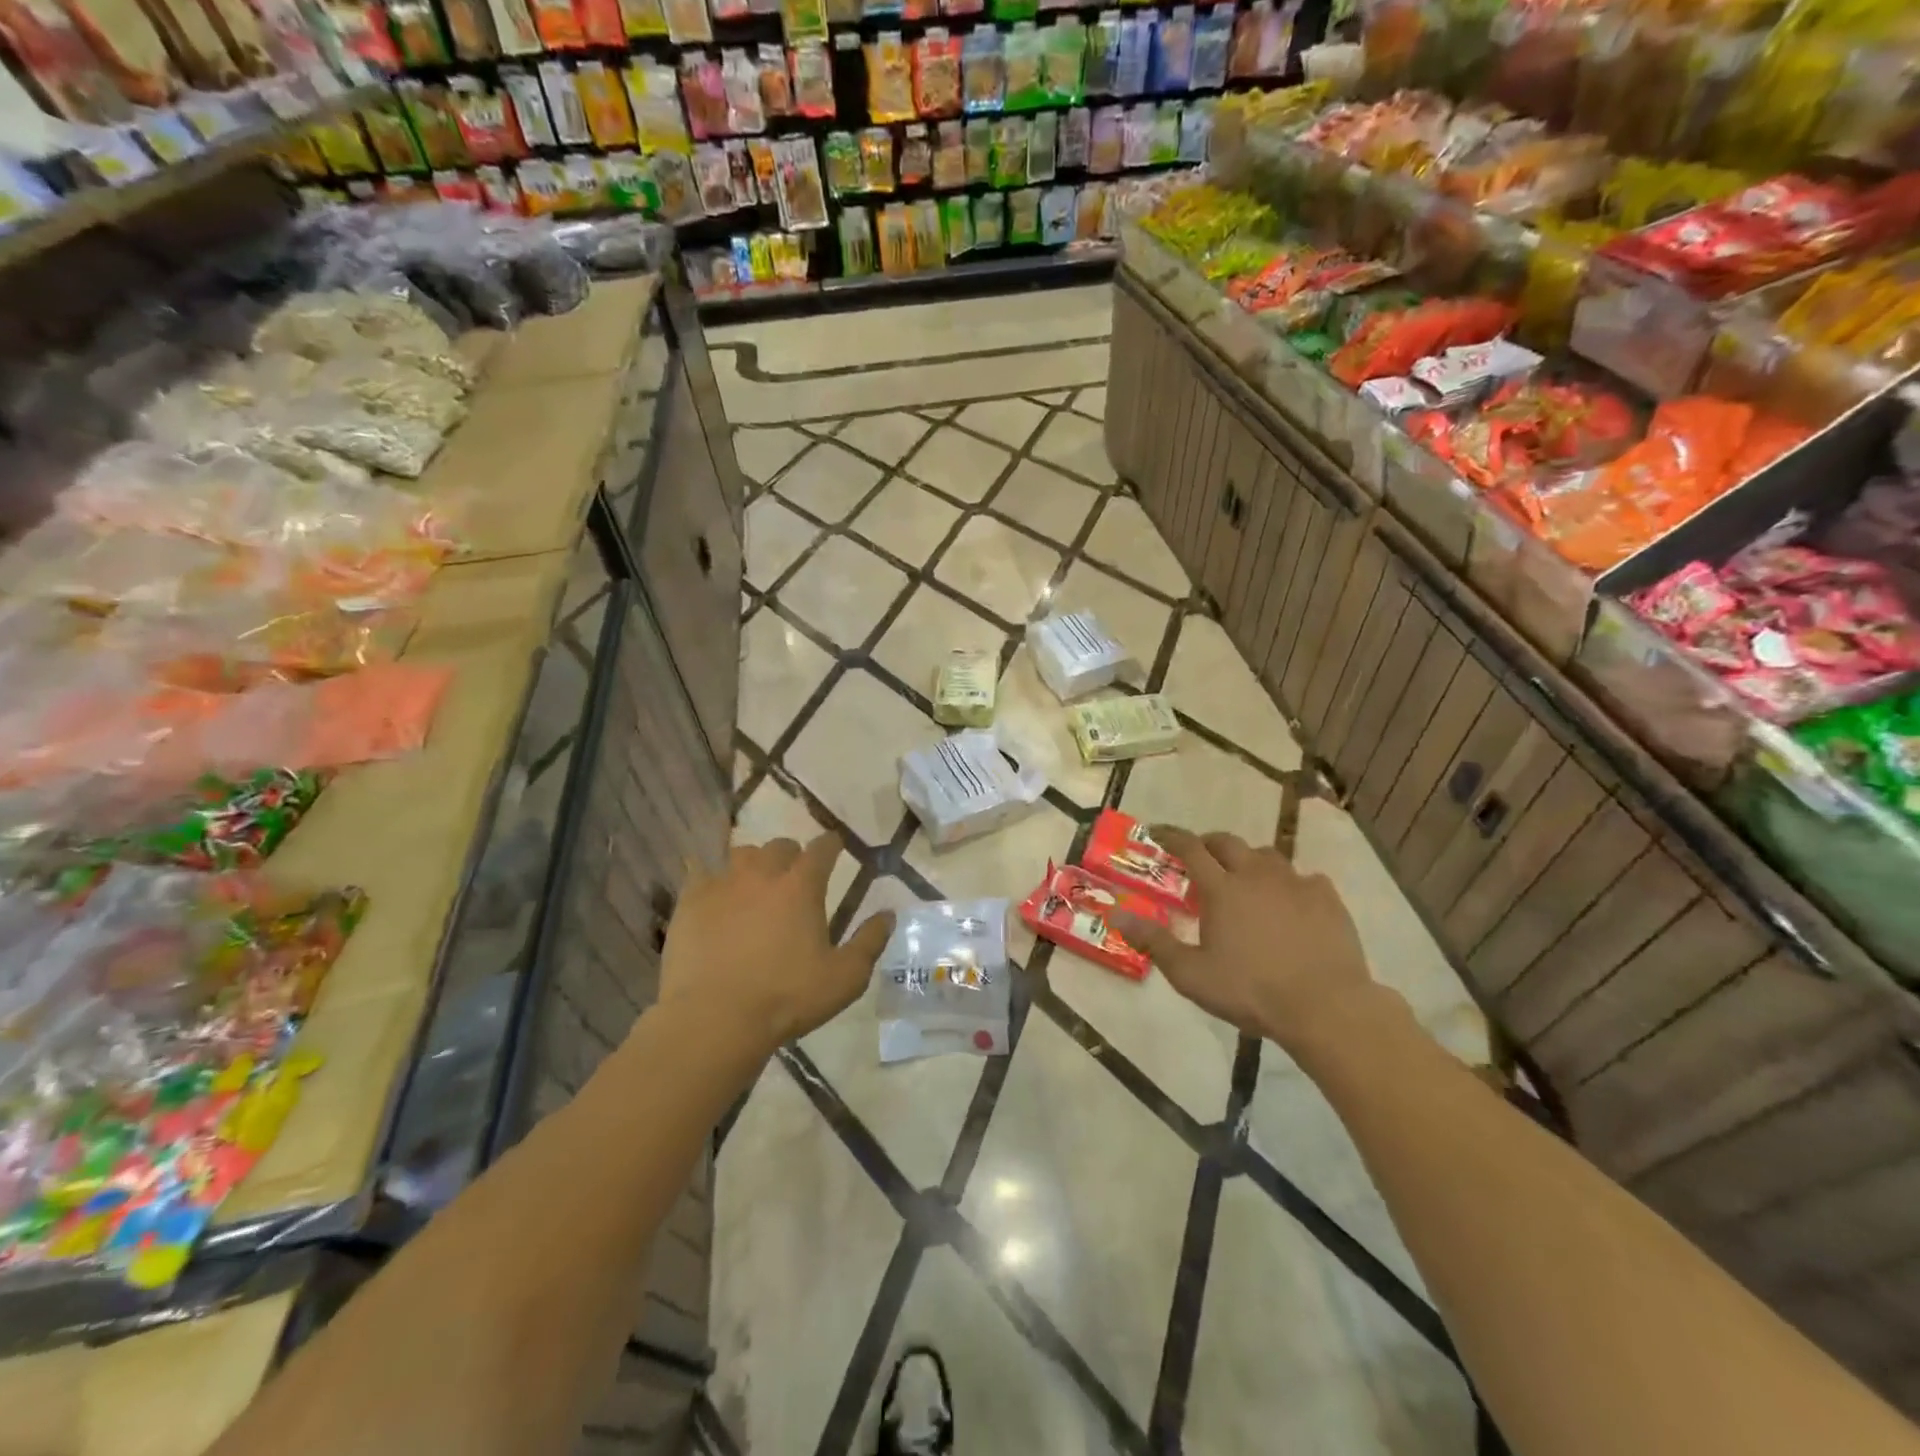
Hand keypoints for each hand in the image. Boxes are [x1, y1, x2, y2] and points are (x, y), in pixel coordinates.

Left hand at [658, 834, 894, 1053]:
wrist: (715, 1018)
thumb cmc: (787, 997)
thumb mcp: (845, 978)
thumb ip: (870, 942)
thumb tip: (889, 914)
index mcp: (802, 886)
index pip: (822, 848)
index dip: (831, 845)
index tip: (835, 848)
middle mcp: (763, 873)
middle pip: (780, 846)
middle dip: (791, 855)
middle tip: (794, 877)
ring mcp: (722, 883)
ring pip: (741, 854)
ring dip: (753, 864)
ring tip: (754, 885)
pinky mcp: (690, 900)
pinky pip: (700, 872)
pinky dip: (711, 878)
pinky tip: (713, 894)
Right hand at [1112, 827, 1373, 1046]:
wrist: (1326, 1006)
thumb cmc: (1251, 990)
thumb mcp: (1191, 974)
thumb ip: (1153, 942)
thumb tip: (1116, 915)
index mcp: (1221, 889)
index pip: (1190, 848)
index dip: (1171, 836)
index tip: (1157, 832)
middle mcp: (1256, 875)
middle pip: (1228, 843)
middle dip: (1208, 843)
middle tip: (1199, 856)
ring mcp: (1296, 883)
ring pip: (1267, 855)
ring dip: (1248, 860)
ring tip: (1244, 878)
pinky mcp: (1327, 898)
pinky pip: (1304, 877)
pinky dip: (1290, 883)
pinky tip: (1290, 901)